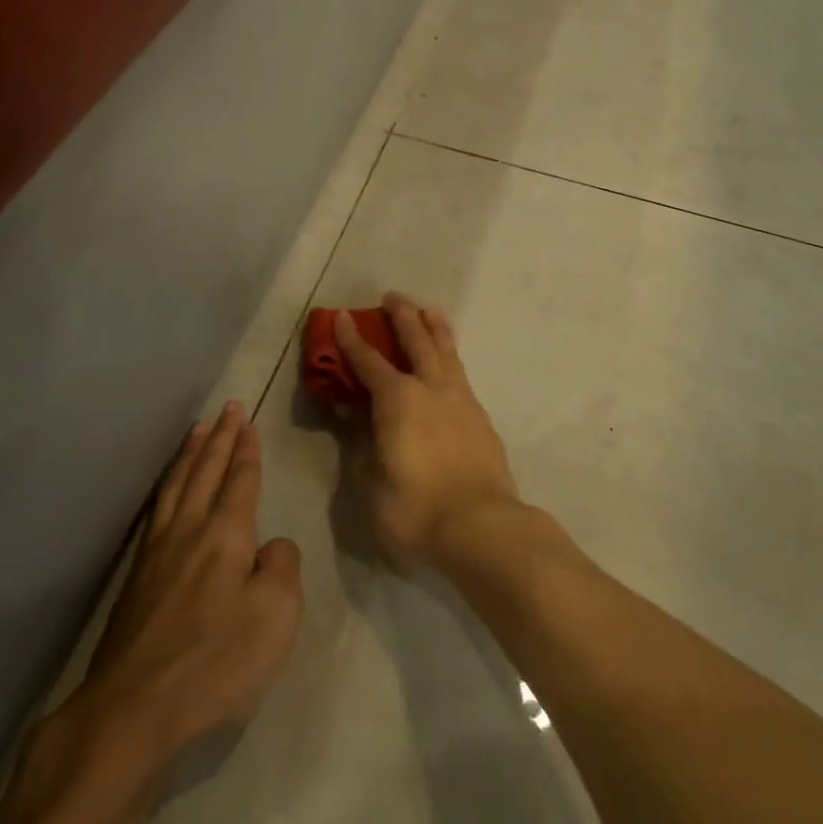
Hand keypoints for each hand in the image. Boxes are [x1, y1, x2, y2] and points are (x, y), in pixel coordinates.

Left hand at [68, 402, 303, 773]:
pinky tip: (167, 490)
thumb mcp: (275, 616)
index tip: (247, 421)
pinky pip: (156, 510)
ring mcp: (156, 553)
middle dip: (220, 438)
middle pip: (205, 472)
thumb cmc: (215, 662)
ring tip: (197, 430)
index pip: (240, 479)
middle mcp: (189, 530)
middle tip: (228, 408)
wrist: (133, 711)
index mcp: (226, 534)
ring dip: (190, 454)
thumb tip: (271, 546)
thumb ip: (282, 568)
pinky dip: (167, 486)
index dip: (246, 450)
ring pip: (177, 486)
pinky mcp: (136, 579)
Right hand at [334, 293, 521, 572]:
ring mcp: (460, 400)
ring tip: (429, 310)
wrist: (481, 527)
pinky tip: (450, 364)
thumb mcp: (370, 481)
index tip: (341, 315)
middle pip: (416, 340)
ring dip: (434, 327)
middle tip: (393, 296)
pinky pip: (462, 373)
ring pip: (446, 351)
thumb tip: (351, 412)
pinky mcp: (481, 418)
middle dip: (402, 316)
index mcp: (397, 399)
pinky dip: (452, 357)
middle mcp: (430, 388)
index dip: (351, 339)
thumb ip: (361, 441)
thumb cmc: (414, 509)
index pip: (368, 360)